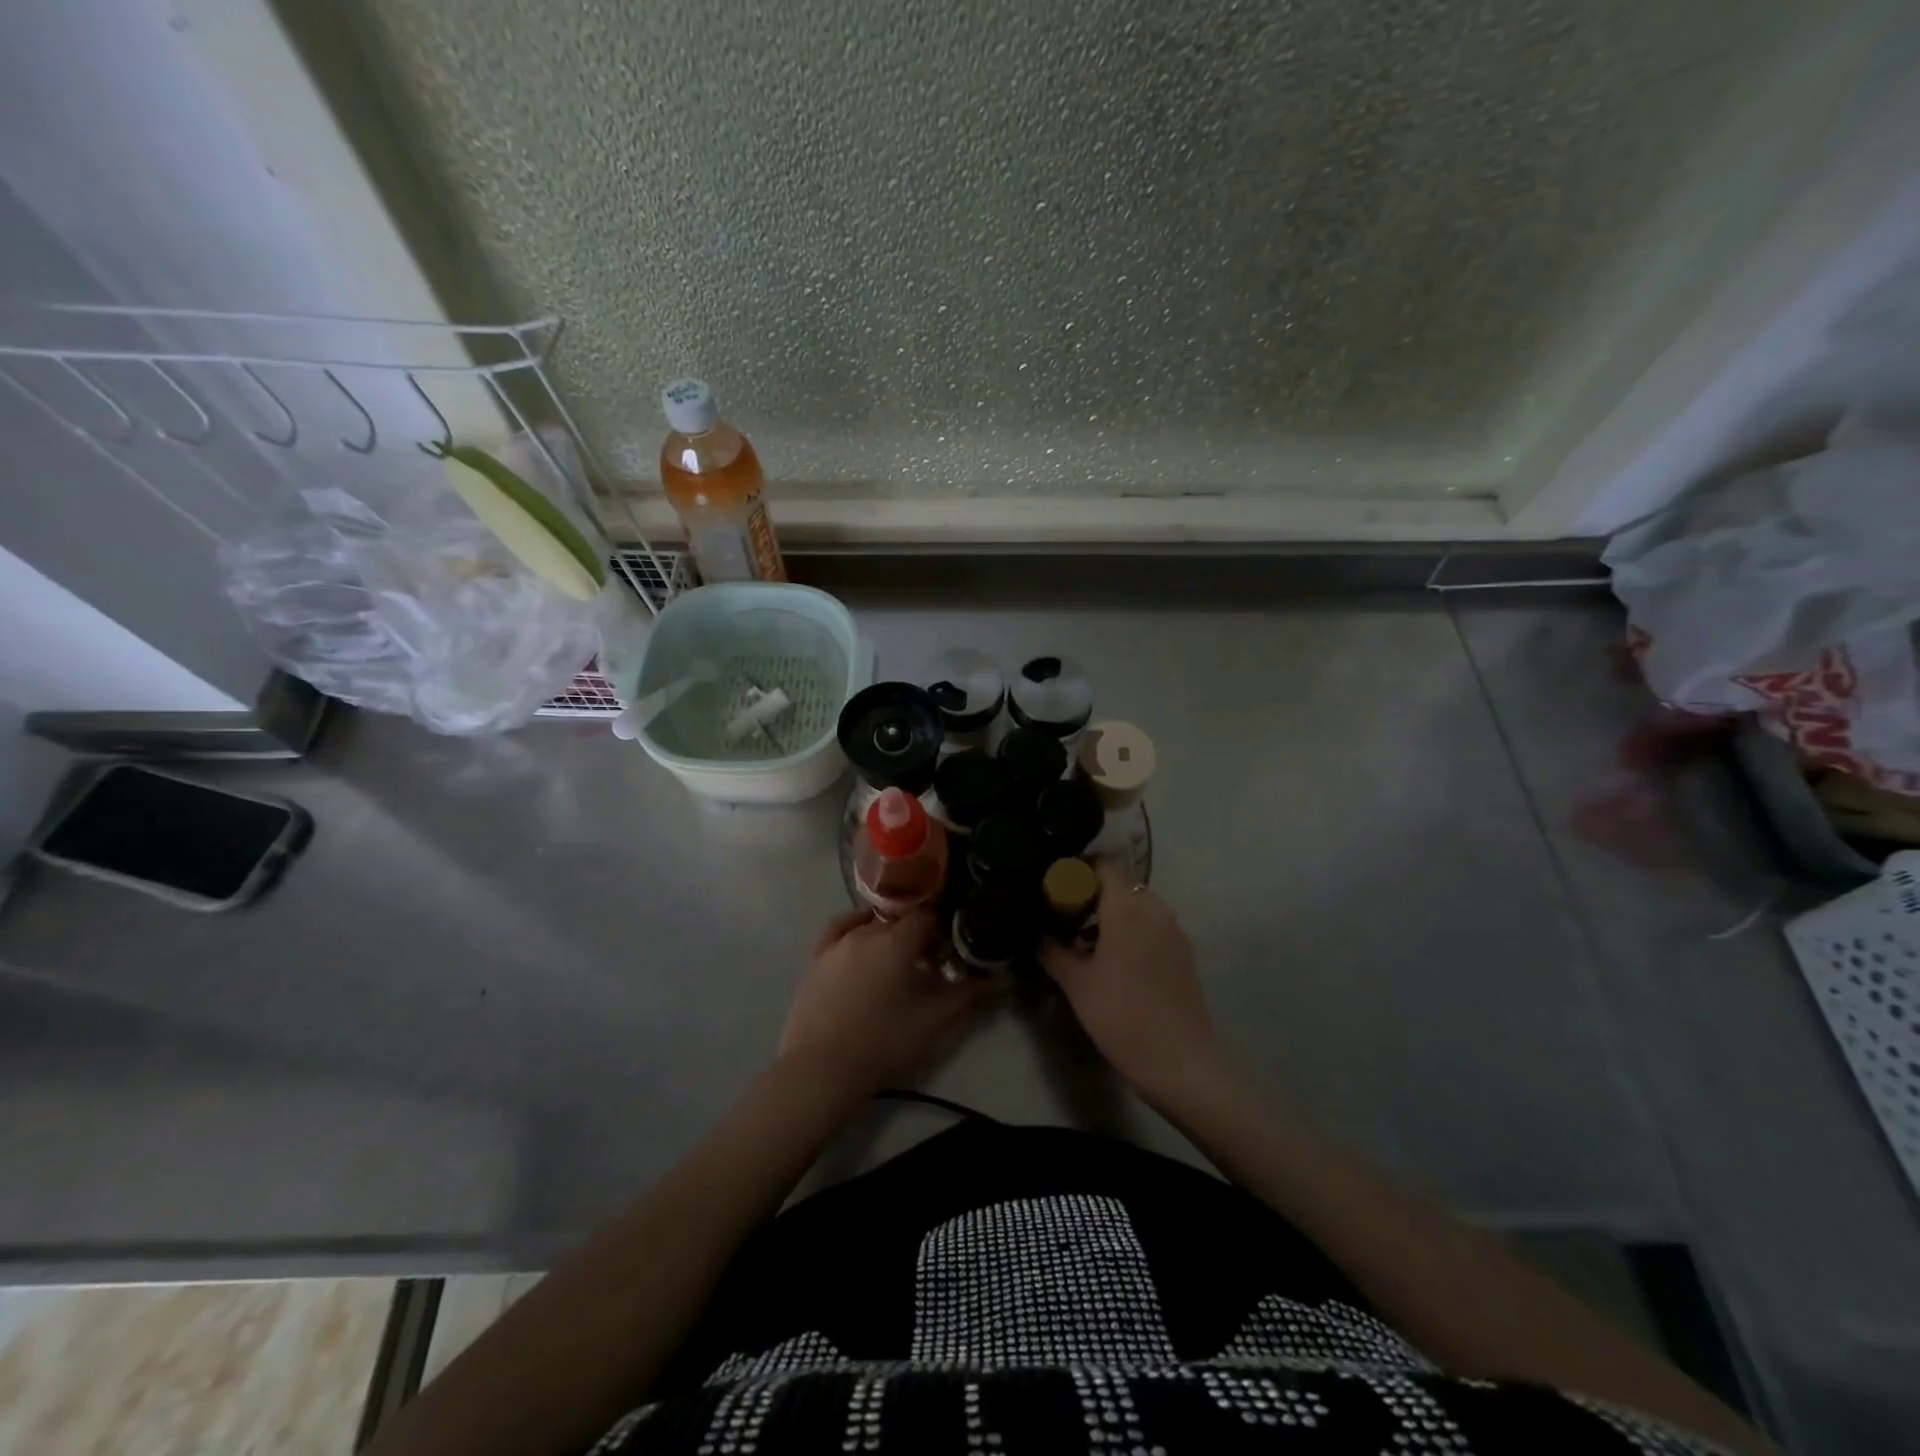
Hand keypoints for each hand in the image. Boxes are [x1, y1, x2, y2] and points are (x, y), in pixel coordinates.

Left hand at [779, 907, 987, 1101]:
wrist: (821, 1069)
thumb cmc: (884, 1042)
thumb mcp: (934, 1020)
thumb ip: (969, 993)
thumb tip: (1001, 977)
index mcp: (897, 941)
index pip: (928, 917)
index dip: (943, 929)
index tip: (951, 949)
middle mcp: (867, 931)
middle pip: (900, 921)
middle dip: (918, 935)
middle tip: (930, 963)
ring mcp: (838, 943)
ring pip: (872, 924)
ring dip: (889, 934)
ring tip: (898, 960)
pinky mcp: (817, 957)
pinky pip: (840, 928)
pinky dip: (856, 926)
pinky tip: (863, 935)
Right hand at [1038, 861, 1218, 1105]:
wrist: (1180, 1062)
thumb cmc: (1121, 1016)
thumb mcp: (1076, 984)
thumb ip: (1052, 951)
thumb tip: (1036, 933)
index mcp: (1127, 908)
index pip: (1105, 864)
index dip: (1079, 868)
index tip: (1057, 884)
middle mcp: (1155, 909)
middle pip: (1122, 884)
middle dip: (1094, 892)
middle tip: (1066, 914)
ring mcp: (1175, 931)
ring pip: (1140, 905)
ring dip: (1114, 913)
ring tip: (1087, 941)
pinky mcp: (1185, 953)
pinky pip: (1154, 926)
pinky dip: (1133, 930)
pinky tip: (1116, 960)